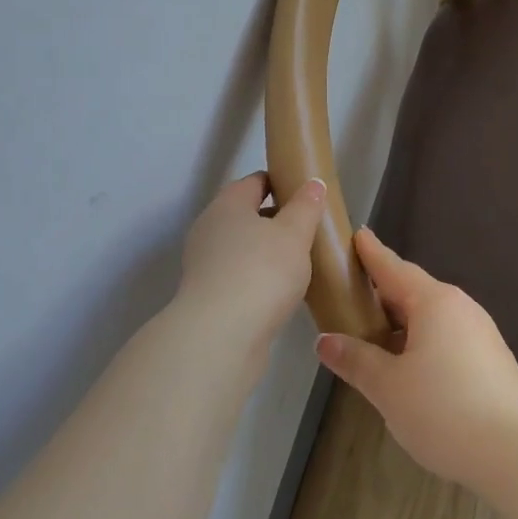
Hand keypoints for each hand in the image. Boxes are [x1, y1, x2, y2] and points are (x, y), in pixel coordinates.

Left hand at [175, 172, 322, 343]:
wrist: (221, 337)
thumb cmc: (261, 272)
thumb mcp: (294, 234)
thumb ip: (306, 206)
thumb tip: (313, 183)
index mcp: (228, 204)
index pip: (255, 181)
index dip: (281, 182)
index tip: (307, 193)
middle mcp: (210, 229)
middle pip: (247, 215)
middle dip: (277, 219)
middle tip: (310, 229)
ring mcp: (204, 264)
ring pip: (243, 248)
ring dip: (268, 252)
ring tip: (301, 262)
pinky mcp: (207, 296)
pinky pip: (239, 275)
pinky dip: (258, 278)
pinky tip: (282, 291)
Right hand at [314, 228, 517, 490]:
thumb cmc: (445, 409)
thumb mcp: (389, 387)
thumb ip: (357, 360)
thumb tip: (325, 340)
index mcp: (434, 302)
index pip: (394, 268)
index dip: (372, 254)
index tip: (358, 234)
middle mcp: (459, 307)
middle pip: (413, 291)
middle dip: (382, 294)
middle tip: (351, 295)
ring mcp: (479, 333)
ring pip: (430, 318)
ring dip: (401, 323)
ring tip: (372, 337)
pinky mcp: (490, 359)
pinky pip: (446, 337)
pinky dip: (420, 342)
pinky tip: (408, 368)